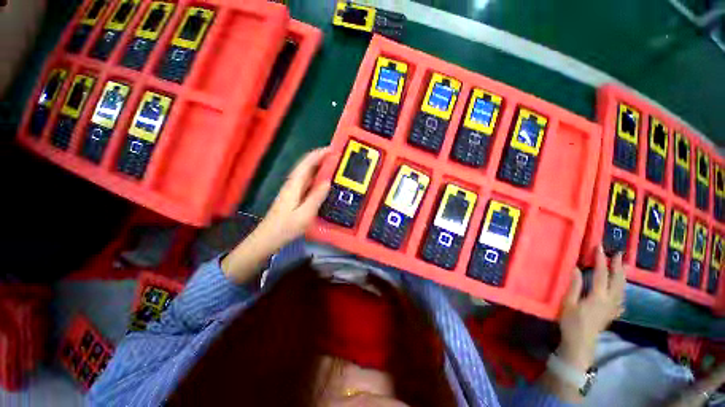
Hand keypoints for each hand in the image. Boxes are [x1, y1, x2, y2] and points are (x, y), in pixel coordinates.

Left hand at [221, 148, 330, 282]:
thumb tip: (327, 181)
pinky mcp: (294, 195)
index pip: (307, 163)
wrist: (268, 238)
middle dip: (321, 157)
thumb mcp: (305, 214)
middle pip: (307, 165)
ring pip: (307, 172)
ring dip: (319, 166)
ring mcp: (293, 189)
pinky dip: (317, 177)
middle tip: (337, 157)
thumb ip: (316, 197)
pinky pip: (308, 181)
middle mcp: (293, 183)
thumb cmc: (285, 227)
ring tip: (334, 166)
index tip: (332, 149)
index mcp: (294, 185)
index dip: (319, 154)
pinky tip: (324, 182)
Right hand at [558, 245, 625, 370]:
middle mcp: (610, 300)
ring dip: (622, 276)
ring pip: (622, 288)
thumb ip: (575, 286)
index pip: (602, 274)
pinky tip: (621, 290)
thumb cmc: (571, 322)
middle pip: (617, 280)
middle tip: (619, 253)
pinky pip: (621, 298)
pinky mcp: (612, 313)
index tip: (599, 247)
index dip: (601, 260)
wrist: (581, 343)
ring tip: (623, 266)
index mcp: (598, 296)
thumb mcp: (568, 303)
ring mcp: (613, 307)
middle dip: (618, 266)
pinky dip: (622, 290)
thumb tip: (577, 268)